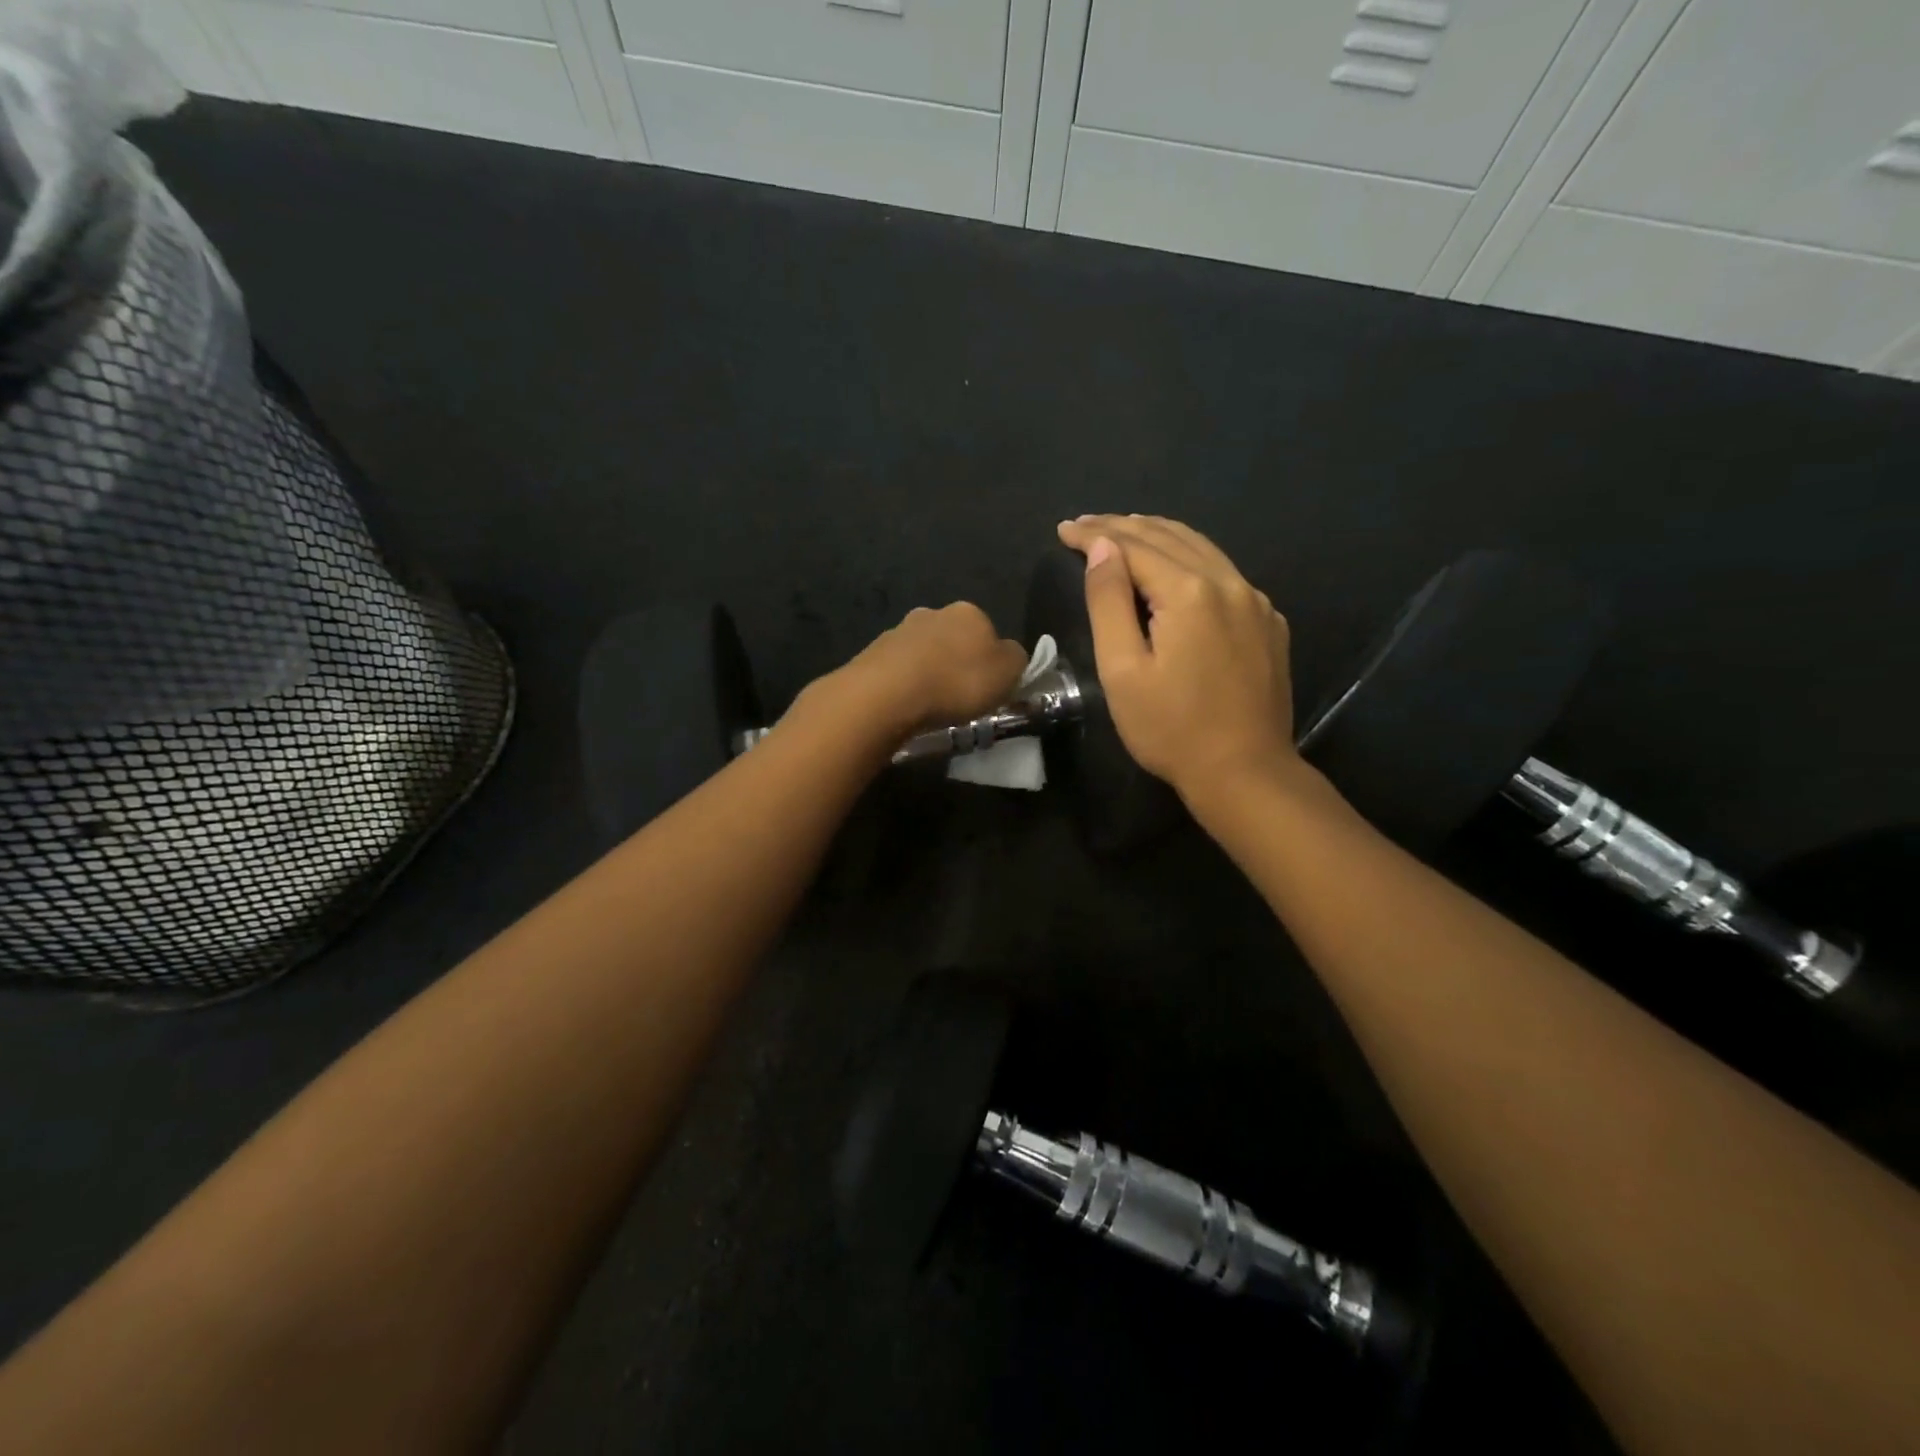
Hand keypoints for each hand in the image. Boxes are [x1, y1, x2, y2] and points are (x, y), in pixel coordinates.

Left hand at [824, 601, 1029, 739]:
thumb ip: (1017, 660)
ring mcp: (899, 631)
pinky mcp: (872, 653)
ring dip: (929, 673)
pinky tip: (906, 706)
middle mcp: (933, 612)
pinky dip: (905, 684)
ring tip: (931, 706)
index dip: (992, 661)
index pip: (989, 632)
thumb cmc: (957, 682)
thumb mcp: (1008, 673)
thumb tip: (1010, 655)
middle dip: (957, 664)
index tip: (989, 688)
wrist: (888, 694)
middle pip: (954, 640)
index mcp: (969, 612)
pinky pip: (899, 670)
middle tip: (960, 697)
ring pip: (923, 653)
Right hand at [1057, 515, 1301, 801]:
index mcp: (1190, 592)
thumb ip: (1109, 602)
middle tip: (1086, 524)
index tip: (1064, 529)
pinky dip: (1191, 558)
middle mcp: (1229, 583)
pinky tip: (1176, 567)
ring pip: (1202, 549)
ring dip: (1159, 535)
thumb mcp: (1122, 670)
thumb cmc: (1170, 729)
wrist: (1245, 772)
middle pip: (1170, 537)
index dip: (1095, 534)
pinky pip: (1225, 573)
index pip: (1134, 545)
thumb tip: (1102, 548)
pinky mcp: (1269, 623)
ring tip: (1125, 531)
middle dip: (1123, 527)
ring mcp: (1256, 601)